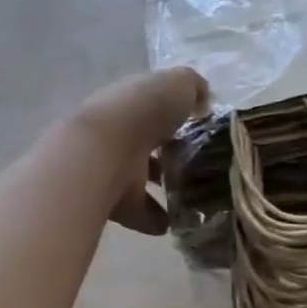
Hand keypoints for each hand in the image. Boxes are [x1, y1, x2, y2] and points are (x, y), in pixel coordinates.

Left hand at [72, 68, 209, 234]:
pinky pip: (140, 212)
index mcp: (133, 101)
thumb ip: (193, 87)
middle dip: (169, 151)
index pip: (155, 105)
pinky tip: (178, 224)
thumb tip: (203, 99)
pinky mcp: (116, 200)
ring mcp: (115, 167)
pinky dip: (156, 218)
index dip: (177, 113)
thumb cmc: (144, 110)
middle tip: (201, 163)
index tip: (201, 126)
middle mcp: (121, 133)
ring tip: (194, 195)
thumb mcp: (177, 83)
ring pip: (142, 177)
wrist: (104, 152)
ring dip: (163, 185)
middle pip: (148, 142)